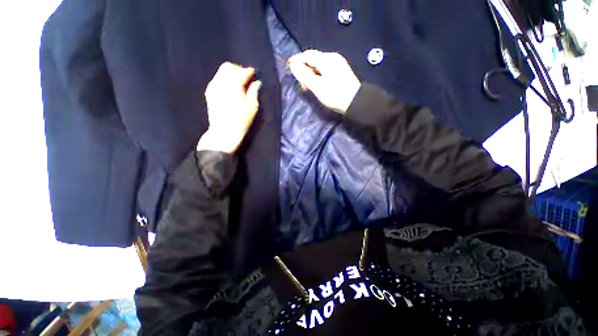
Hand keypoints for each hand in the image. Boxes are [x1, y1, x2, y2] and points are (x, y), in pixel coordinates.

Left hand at [197, 62, 261, 153]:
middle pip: (229, 67)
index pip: (241, 72)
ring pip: (221, 72)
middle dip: (239, 70)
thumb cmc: (241, 122)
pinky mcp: (209, 91)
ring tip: (239, 84)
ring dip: (232, 74)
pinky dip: (225, 79)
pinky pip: (217, 79)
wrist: (224, 132)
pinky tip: (231, 89)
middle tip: (246, 79)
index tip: (254, 74)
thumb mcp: (252, 108)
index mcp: (233, 86)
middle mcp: (221, 83)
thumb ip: (254, 92)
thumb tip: (256, 82)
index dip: (249, 72)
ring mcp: (213, 87)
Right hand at [288, 50, 360, 113]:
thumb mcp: (317, 86)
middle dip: (304, 68)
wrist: (356, 103)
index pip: (308, 55)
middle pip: (314, 59)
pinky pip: (325, 70)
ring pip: (319, 65)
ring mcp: (338, 64)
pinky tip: (317, 84)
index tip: (288, 66)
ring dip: (311, 73)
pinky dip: (318, 75)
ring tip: (307, 86)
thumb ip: (304, 75)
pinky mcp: (341, 72)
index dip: (297, 60)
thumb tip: (293, 65)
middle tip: (300, 82)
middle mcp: (333, 58)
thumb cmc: (335, 95)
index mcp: (327, 59)